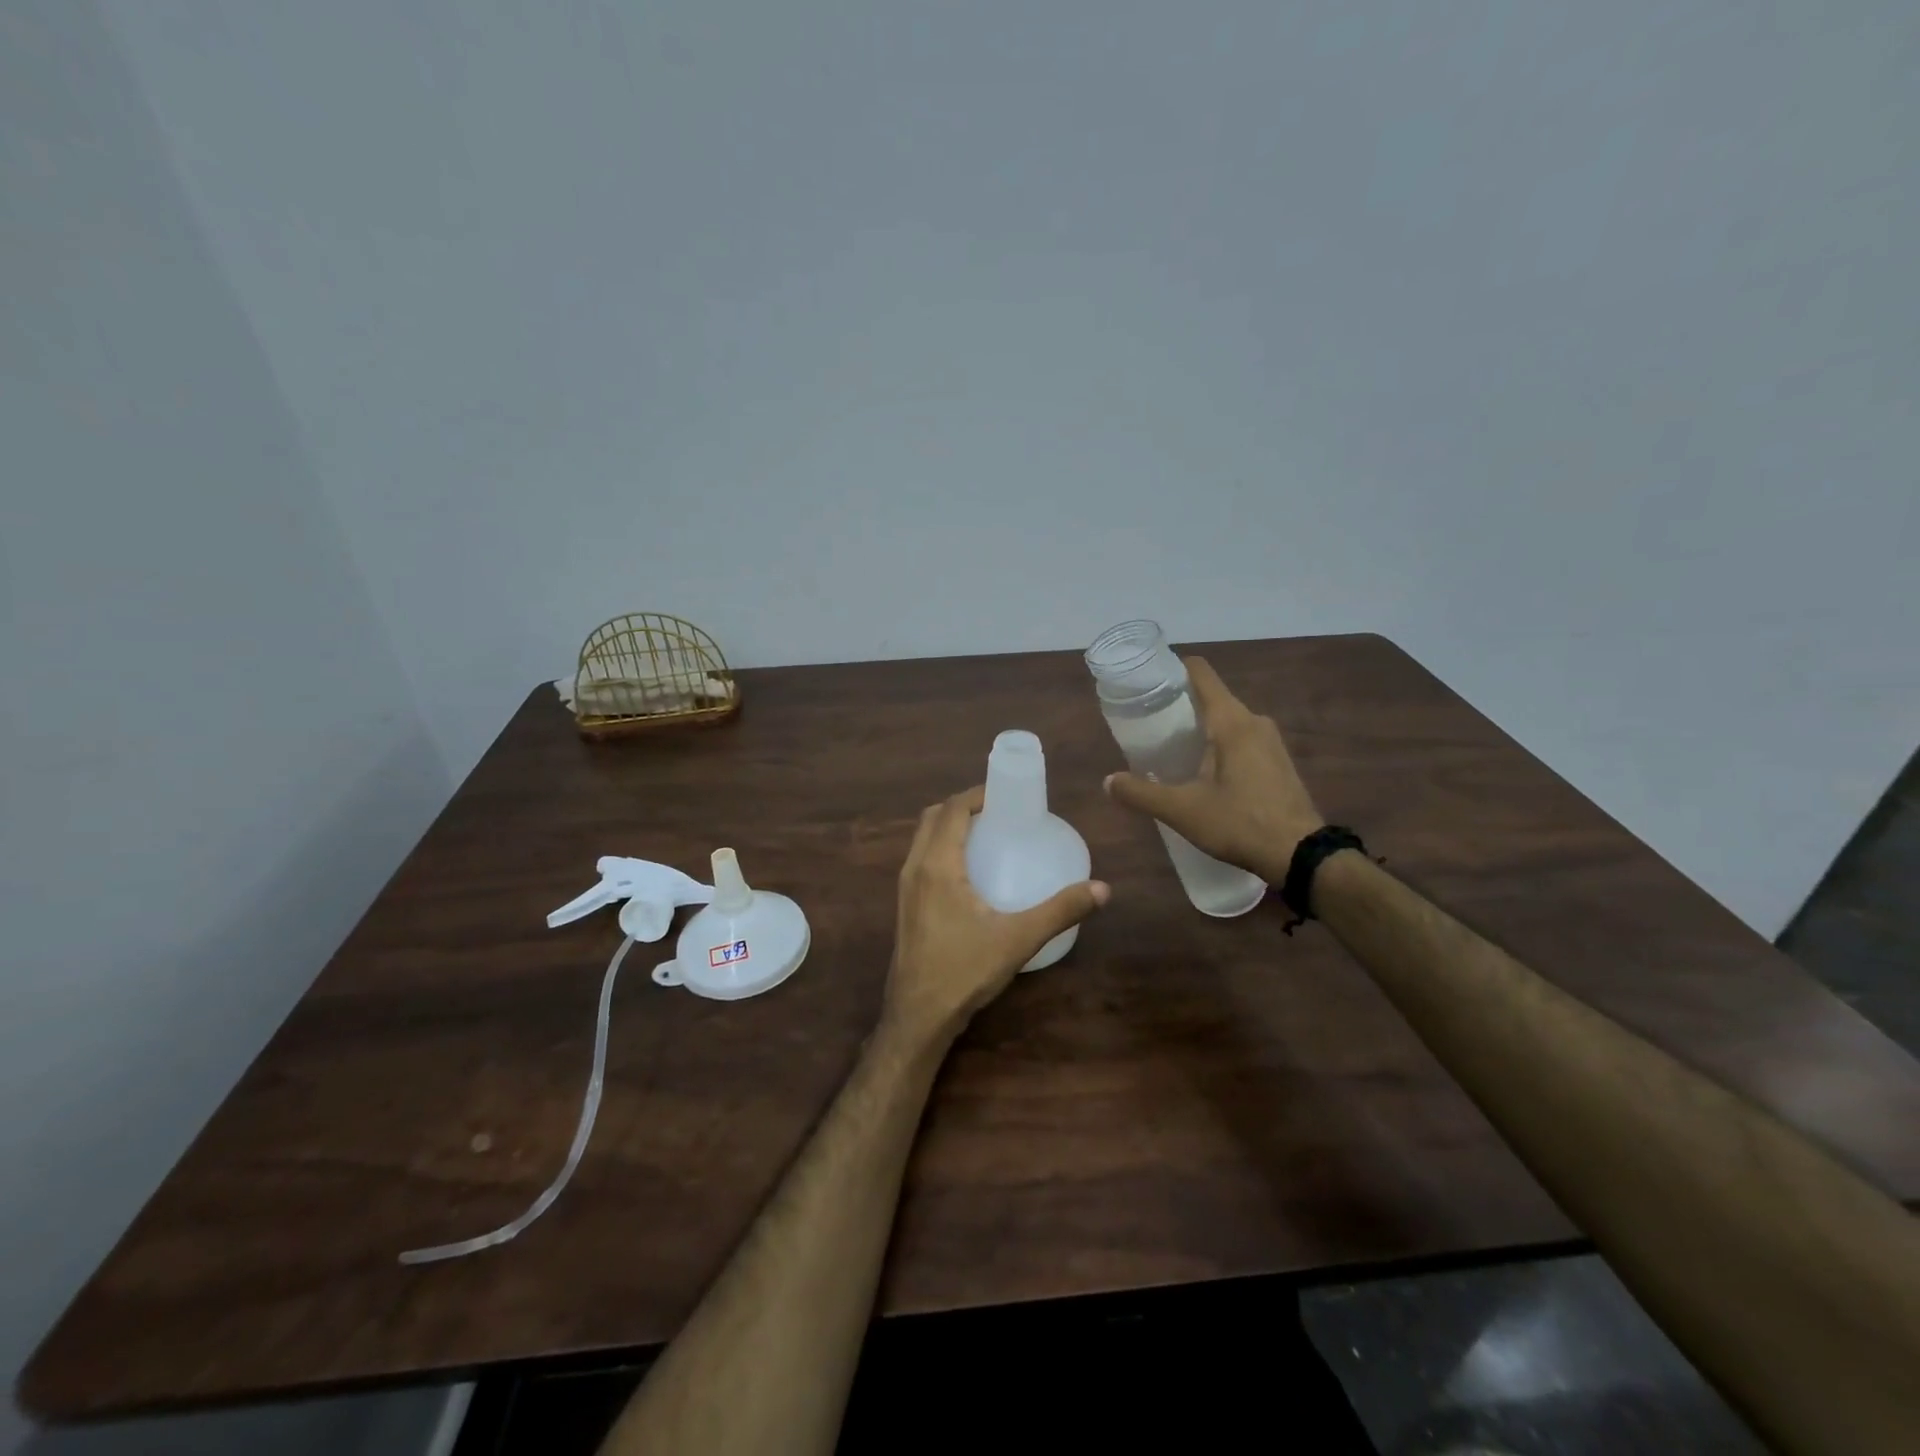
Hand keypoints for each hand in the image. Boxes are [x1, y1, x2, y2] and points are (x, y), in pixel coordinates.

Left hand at [883, 785, 1108, 1047]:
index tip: (1006, 794)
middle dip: (963, 806)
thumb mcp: (1018, 939)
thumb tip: (1102, 889)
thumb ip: (1060, 911)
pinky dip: (942, 848)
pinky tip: (970, 871)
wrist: (918, 1016)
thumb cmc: (963, 972)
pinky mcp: (906, 906)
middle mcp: (914, 869)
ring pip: (923, 839)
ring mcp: (905, 888)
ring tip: (987, 834)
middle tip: (999, 811)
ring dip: (949, 826)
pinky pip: (921, 859)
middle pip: (933, 818)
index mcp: (936, 866)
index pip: (952, 810)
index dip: (977, 794)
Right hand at [1104, 657, 1323, 882]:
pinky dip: (1220, 745)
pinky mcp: (1279, 762)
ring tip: (1172, 750)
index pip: (1200, 673)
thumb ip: (1141, 794)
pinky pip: (1242, 739)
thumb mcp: (1182, 811)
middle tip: (1149, 726)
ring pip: (1228, 721)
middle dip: (1180, 706)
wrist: (1301, 855)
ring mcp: (1271, 741)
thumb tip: (1107, 782)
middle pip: (1212, 697)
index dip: (1173, 669)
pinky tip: (1204, 773)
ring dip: (1201, 729)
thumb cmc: (1240, 823)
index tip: (1147, 682)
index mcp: (1231, 721)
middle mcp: (1254, 721)